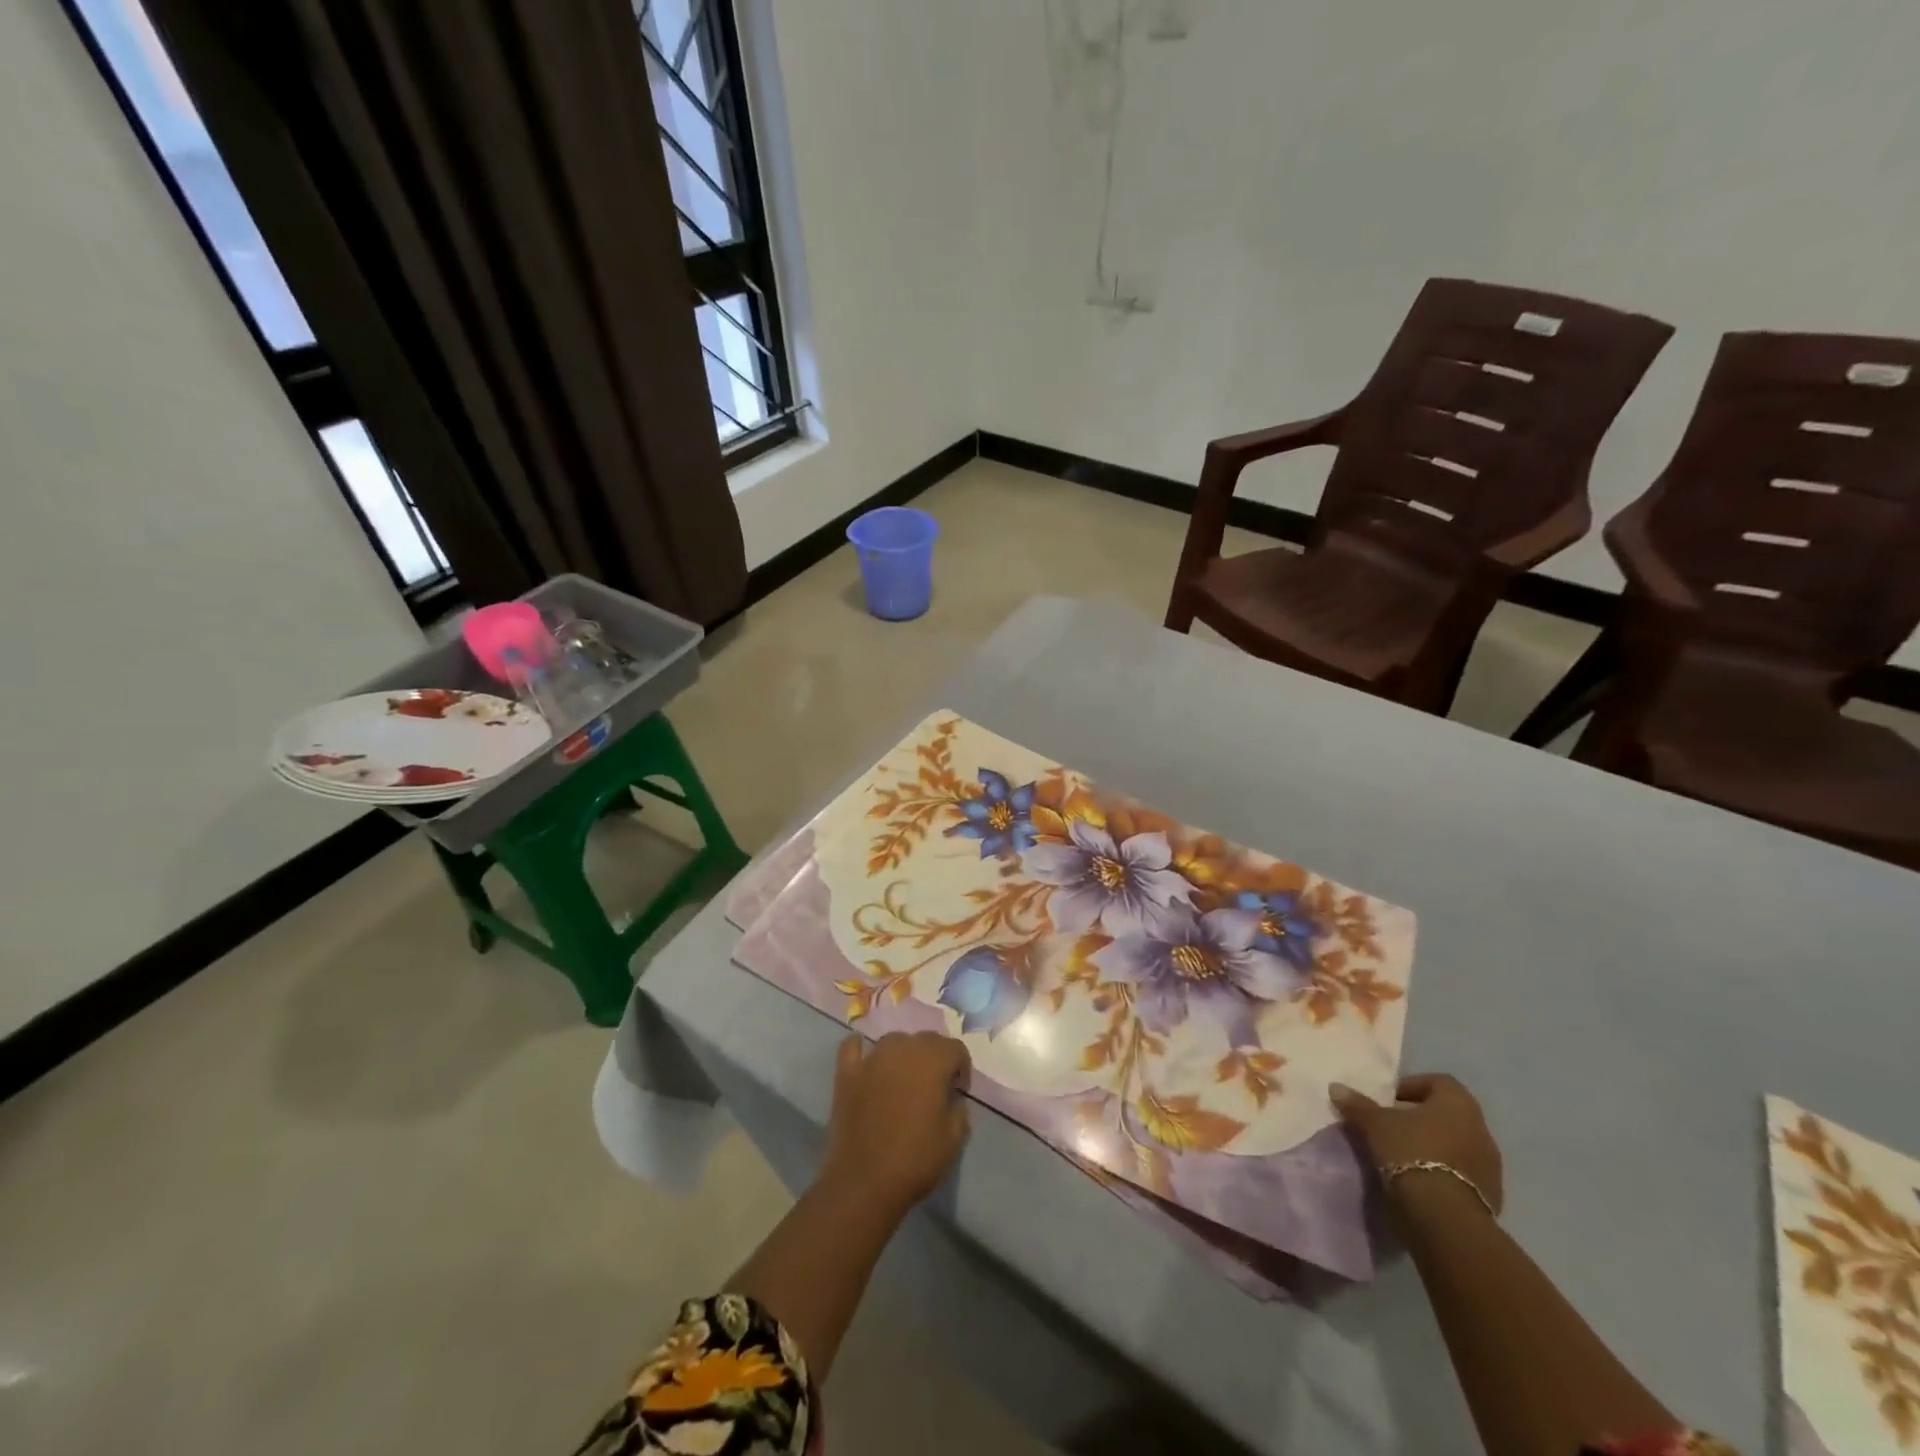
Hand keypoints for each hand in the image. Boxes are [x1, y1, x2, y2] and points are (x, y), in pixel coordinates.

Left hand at [821, 1033, 971, 1216]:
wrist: (865, 1182)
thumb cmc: (915, 1160)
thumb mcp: (954, 1139)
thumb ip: (960, 1110)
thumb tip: (953, 1099)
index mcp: (932, 1061)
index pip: (955, 1048)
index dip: (961, 1068)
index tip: (958, 1092)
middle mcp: (902, 1049)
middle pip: (926, 1040)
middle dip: (935, 1058)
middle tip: (934, 1088)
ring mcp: (871, 1059)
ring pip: (894, 1041)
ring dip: (903, 1054)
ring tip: (903, 1080)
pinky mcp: (847, 1073)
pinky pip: (852, 1047)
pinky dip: (860, 1048)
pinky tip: (865, 1059)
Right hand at [1331, 1074, 1503, 1216]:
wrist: (1445, 1217)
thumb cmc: (1411, 1153)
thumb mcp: (1375, 1124)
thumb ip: (1358, 1105)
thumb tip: (1336, 1088)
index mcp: (1458, 1104)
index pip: (1439, 1082)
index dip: (1413, 1086)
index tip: (1390, 1100)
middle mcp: (1481, 1129)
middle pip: (1449, 1114)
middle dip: (1422, 1118)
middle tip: (1394, 1127)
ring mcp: (1491, 1166)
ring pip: (1458, 1145)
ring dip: (1435, 1146)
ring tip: (1405, 1156)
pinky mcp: (1491, 1196)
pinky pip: (1464, 1173)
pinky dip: (1445, 1172)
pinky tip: (1422, 1181)